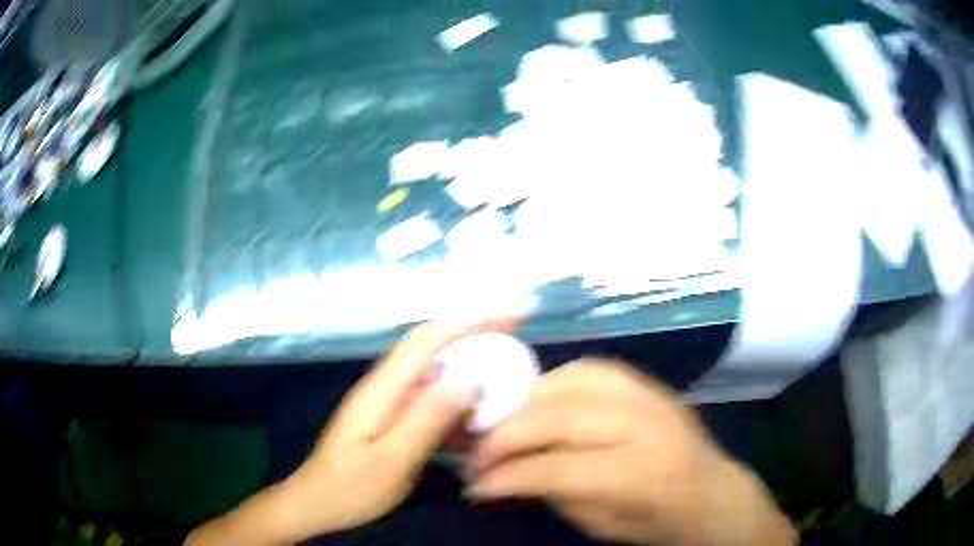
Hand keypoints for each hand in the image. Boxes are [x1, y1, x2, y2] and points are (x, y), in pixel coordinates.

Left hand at [187, 319, 515, 545]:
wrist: (316, 502)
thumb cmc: (350, 487)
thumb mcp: (391, 460)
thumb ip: (427, 420)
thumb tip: (468, 381)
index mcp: (383, 389)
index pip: (429, 339)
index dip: (471, 320)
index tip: (512, 316)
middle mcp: (386, 386)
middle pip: (434, 347)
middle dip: (476, 334)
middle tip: (519, 336)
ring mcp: (387, 402)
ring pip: (435, 372)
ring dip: (470, 365)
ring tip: (507, 372)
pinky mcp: (391, 418)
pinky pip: (431, 398)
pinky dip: (457, 397)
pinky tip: (477, 415)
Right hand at [468, 360, 796, 545]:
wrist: (711, 492)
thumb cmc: (656, 521)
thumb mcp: (599, 524)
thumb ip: (550, 492)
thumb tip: (499, 472)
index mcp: (639, 475)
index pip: (554, 468)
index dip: (505, 474)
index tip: (474, 482)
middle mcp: (644, 426)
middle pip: (558, 417)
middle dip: (506, 434)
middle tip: (478, 451)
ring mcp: (649, 396)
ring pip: (570, 381)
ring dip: (526, 401)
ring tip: (504, 423)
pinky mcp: (648, 382)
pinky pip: (590, 368)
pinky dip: (556, 382)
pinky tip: (541, 400)